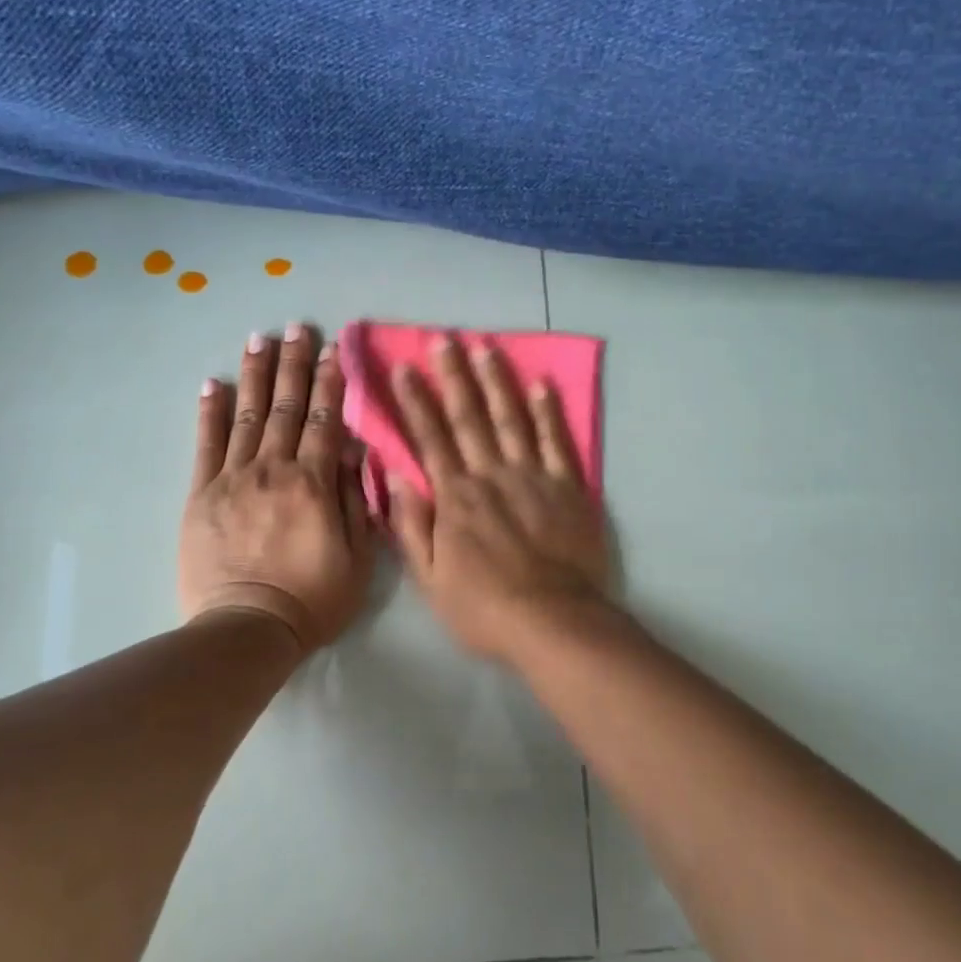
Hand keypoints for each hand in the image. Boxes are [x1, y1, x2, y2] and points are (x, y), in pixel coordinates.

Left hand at [180, 325, 375, 654]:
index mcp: (314, 483)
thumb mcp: (358, 557)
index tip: (331, 349)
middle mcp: (274, 469)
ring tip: (258, 339)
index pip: (326, 420)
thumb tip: (355, 452)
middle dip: (292, 364)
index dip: (329, 382)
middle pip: (286, 408)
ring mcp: (233, 479)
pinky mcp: (201, 495)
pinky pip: (205, 445)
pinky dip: (209, 412)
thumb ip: (356, 500)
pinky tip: (213, 384)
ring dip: (254, 375)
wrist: (248, 628)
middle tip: (295, 327)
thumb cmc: (313, 598)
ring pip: (247, 416)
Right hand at [389, 337, 610, 662]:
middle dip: (454, 376)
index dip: (415, 402)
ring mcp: (532, 477)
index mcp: (455, 498)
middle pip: (469, 418)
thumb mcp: (429, 579)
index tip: (404, 368)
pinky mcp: (568, 487)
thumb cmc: (484, 608)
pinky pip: (556, 442)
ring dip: (497, 382)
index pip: (430, 439)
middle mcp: (491, 476)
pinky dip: (548, 412)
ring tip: (487, 347)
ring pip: (511, 419)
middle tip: (444, 339)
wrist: (553, 622)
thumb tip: (392, 477)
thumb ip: (411, 527)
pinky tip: (541, 384)